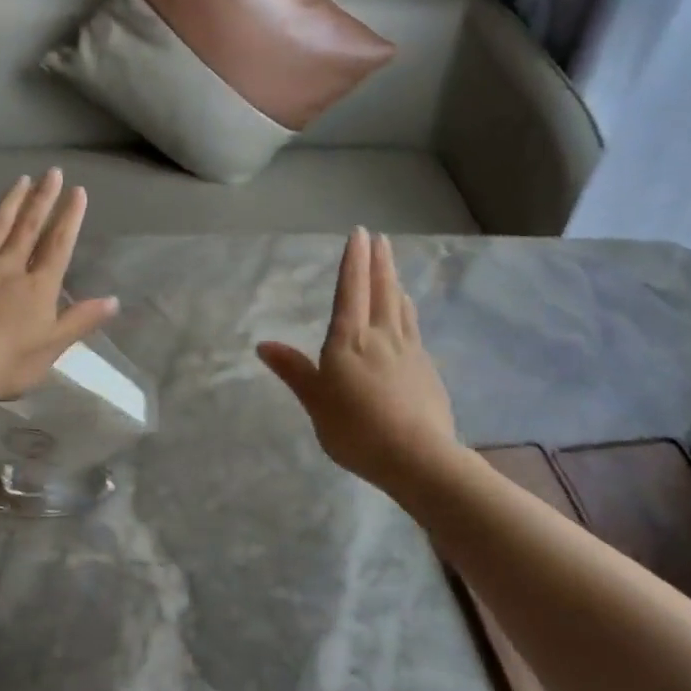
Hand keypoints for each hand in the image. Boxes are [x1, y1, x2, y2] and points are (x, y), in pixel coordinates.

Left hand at [0, 169, 118, 403]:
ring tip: (21, 180)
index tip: (77, 191)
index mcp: (38, 287)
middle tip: (51, 172)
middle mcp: (9, 267)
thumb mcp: (52, 347)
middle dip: (43, 198)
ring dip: (10, 202)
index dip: (70, 218)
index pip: (58, 245)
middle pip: (29, 227)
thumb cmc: (6, 364)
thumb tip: (114, 300)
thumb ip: (80, 320)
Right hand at [258, 229, 457, 492]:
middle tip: (380, 238)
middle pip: (381, 291)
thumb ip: (293, 370)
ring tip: (393, 271)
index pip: (350, 290)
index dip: (353, 261)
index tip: (358, 234)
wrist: (417, 456)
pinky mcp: (427, 370)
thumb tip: (263, 344)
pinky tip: (408, 316)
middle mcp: (381, 337)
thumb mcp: (315, 402)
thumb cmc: (356, 429)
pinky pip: (413, 329)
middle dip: (379, 262)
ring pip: (401, 307)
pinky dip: (408, 312)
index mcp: (349, 340)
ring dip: (395, 283)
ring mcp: (409, 351)